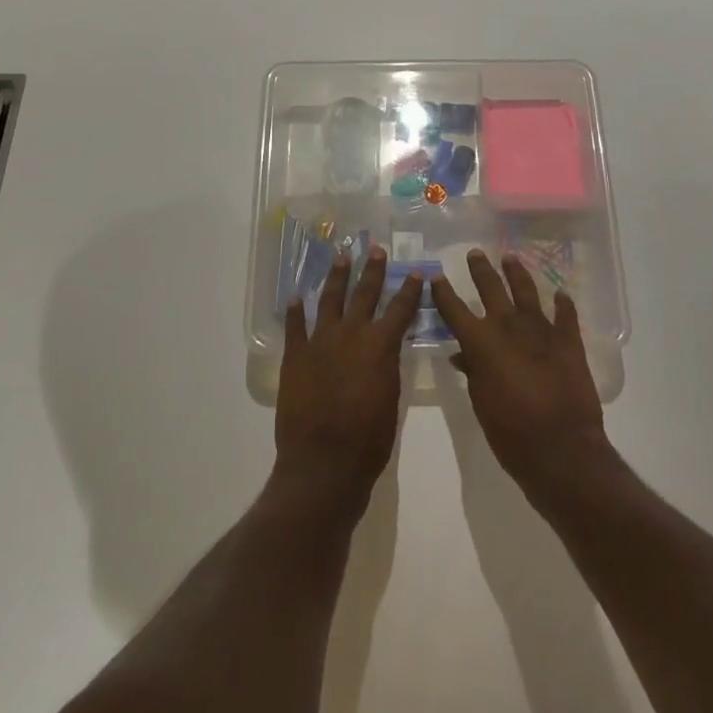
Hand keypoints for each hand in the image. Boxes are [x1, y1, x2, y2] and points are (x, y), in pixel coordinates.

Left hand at [274, 246, 422, 517]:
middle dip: (373, 270)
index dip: (410, 290)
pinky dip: (296, 311)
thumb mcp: (391, 400)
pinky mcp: (295, 356)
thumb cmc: (368, 440)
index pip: (400, 309)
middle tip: (376, 249)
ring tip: (341, 258)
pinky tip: (297, 297)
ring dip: (336, 278)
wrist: (323, 462)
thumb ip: (388, 367)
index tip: (416, 271)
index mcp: (380, 346)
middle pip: (364, 294)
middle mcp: (351, 334)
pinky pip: (295, 326)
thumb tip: (386, 349)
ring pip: (329, 300)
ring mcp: (320, 342)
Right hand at [433, 250, 612, 508]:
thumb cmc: (511, 433)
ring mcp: (541, 330)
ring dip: (517, 273)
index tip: (436, 276)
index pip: (455, 309)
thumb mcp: (481, 404)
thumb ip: (472, 373)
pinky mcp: (569, 341)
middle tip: (474, 253)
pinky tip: (560, 294)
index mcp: (481, 342)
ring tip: (510, 257)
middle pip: (491, 289)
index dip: (443, 292)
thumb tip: (463, 355)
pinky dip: (563, 304)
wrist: (561, 448)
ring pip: (527, 291)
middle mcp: (509, 326)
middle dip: (480, 270)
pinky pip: (565, 315)